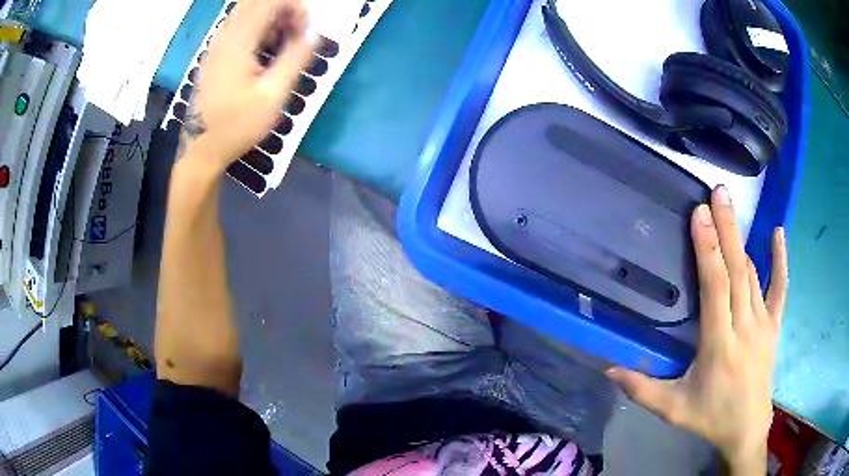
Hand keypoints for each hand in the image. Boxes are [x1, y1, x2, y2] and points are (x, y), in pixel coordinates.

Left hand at [180, 0, 314, 168]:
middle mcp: (224, 37)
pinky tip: (264, 50)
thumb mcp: (273, 96)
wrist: (202, 149)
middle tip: (296, 32)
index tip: (306, 30)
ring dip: (270, 18)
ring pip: (246, 12)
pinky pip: (237, 26)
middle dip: (283, 10)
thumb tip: (315, 34)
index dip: (295, 7)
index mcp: (238, 43)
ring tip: (283, 42)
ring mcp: (216, 45)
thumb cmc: (238, 126)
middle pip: (256, 2)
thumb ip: (295, 59)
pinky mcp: (213, 54)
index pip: (270, 2)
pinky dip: (257, 28)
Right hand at [607, 186, 787, 468]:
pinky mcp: (774, 326)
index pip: (716, 288)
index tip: (700, 216)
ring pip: (752, 275)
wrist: (746, 429)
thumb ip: (641, 389)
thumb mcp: (672, 409)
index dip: (708, 250)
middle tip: (717, 194)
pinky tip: (778, 233)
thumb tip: (608, 369)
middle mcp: (744, 327)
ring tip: (730, 208)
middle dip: (726, 229)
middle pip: (736, 271)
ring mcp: (763, 324)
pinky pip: (780, 288)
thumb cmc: (709, 417)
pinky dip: (780, 260)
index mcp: (719, 345)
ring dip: (741, 240)